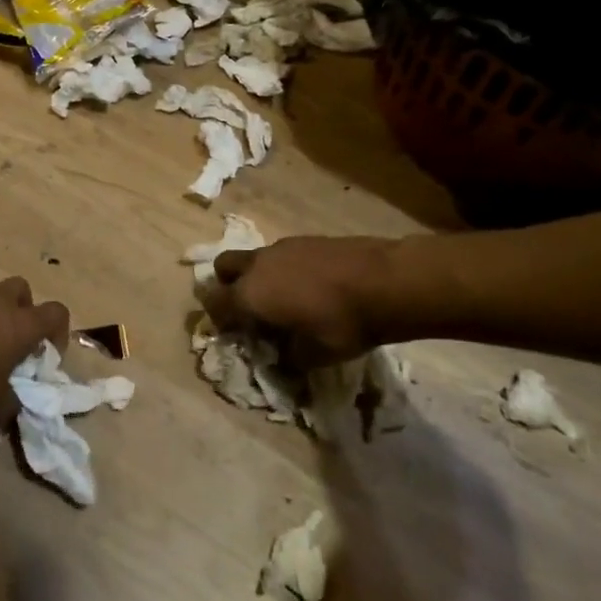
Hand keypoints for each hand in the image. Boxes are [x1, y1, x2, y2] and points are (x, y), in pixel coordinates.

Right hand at [206, 237, 394, 367]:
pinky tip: (313, 287)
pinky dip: (286, 269)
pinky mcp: (307, 239)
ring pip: (255, 259)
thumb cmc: (342, 323)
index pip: (215, 303)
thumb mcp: (314, 356)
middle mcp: (258, 266)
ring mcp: (282, 248)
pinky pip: (282, 254)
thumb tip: (281, 362)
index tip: (235, 333)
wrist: (386, 281)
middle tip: (250, 308)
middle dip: (228, 285)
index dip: (219, 320)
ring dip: (260, 277)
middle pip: (224, 268)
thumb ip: (288, 360)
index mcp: (250, 295)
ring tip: (288, 300)